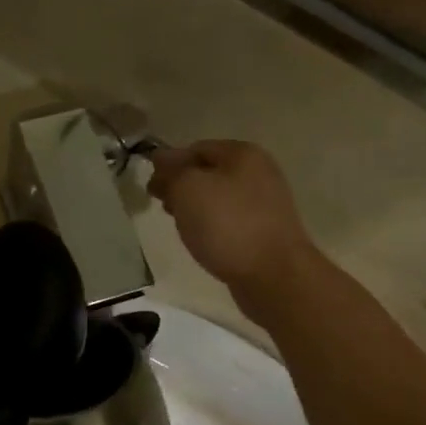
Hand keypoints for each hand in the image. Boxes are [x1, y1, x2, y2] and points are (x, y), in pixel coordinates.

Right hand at [147, 141, 322, 306]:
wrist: (274, 275)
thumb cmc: (227, 225)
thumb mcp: (188, 189)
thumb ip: (171, 171)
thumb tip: (161, 158)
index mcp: (242, 153)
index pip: (195, 148)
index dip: (169, 165)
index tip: (151, 189)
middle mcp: (259, 172)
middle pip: (209, 173)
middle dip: (182, 187)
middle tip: (163, 207)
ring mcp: (265, 203)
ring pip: (219, 198)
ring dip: (196, 208)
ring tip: (181, 227)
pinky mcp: (266, 232)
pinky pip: (230, 221)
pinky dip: (213, 227)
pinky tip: (203, 241)